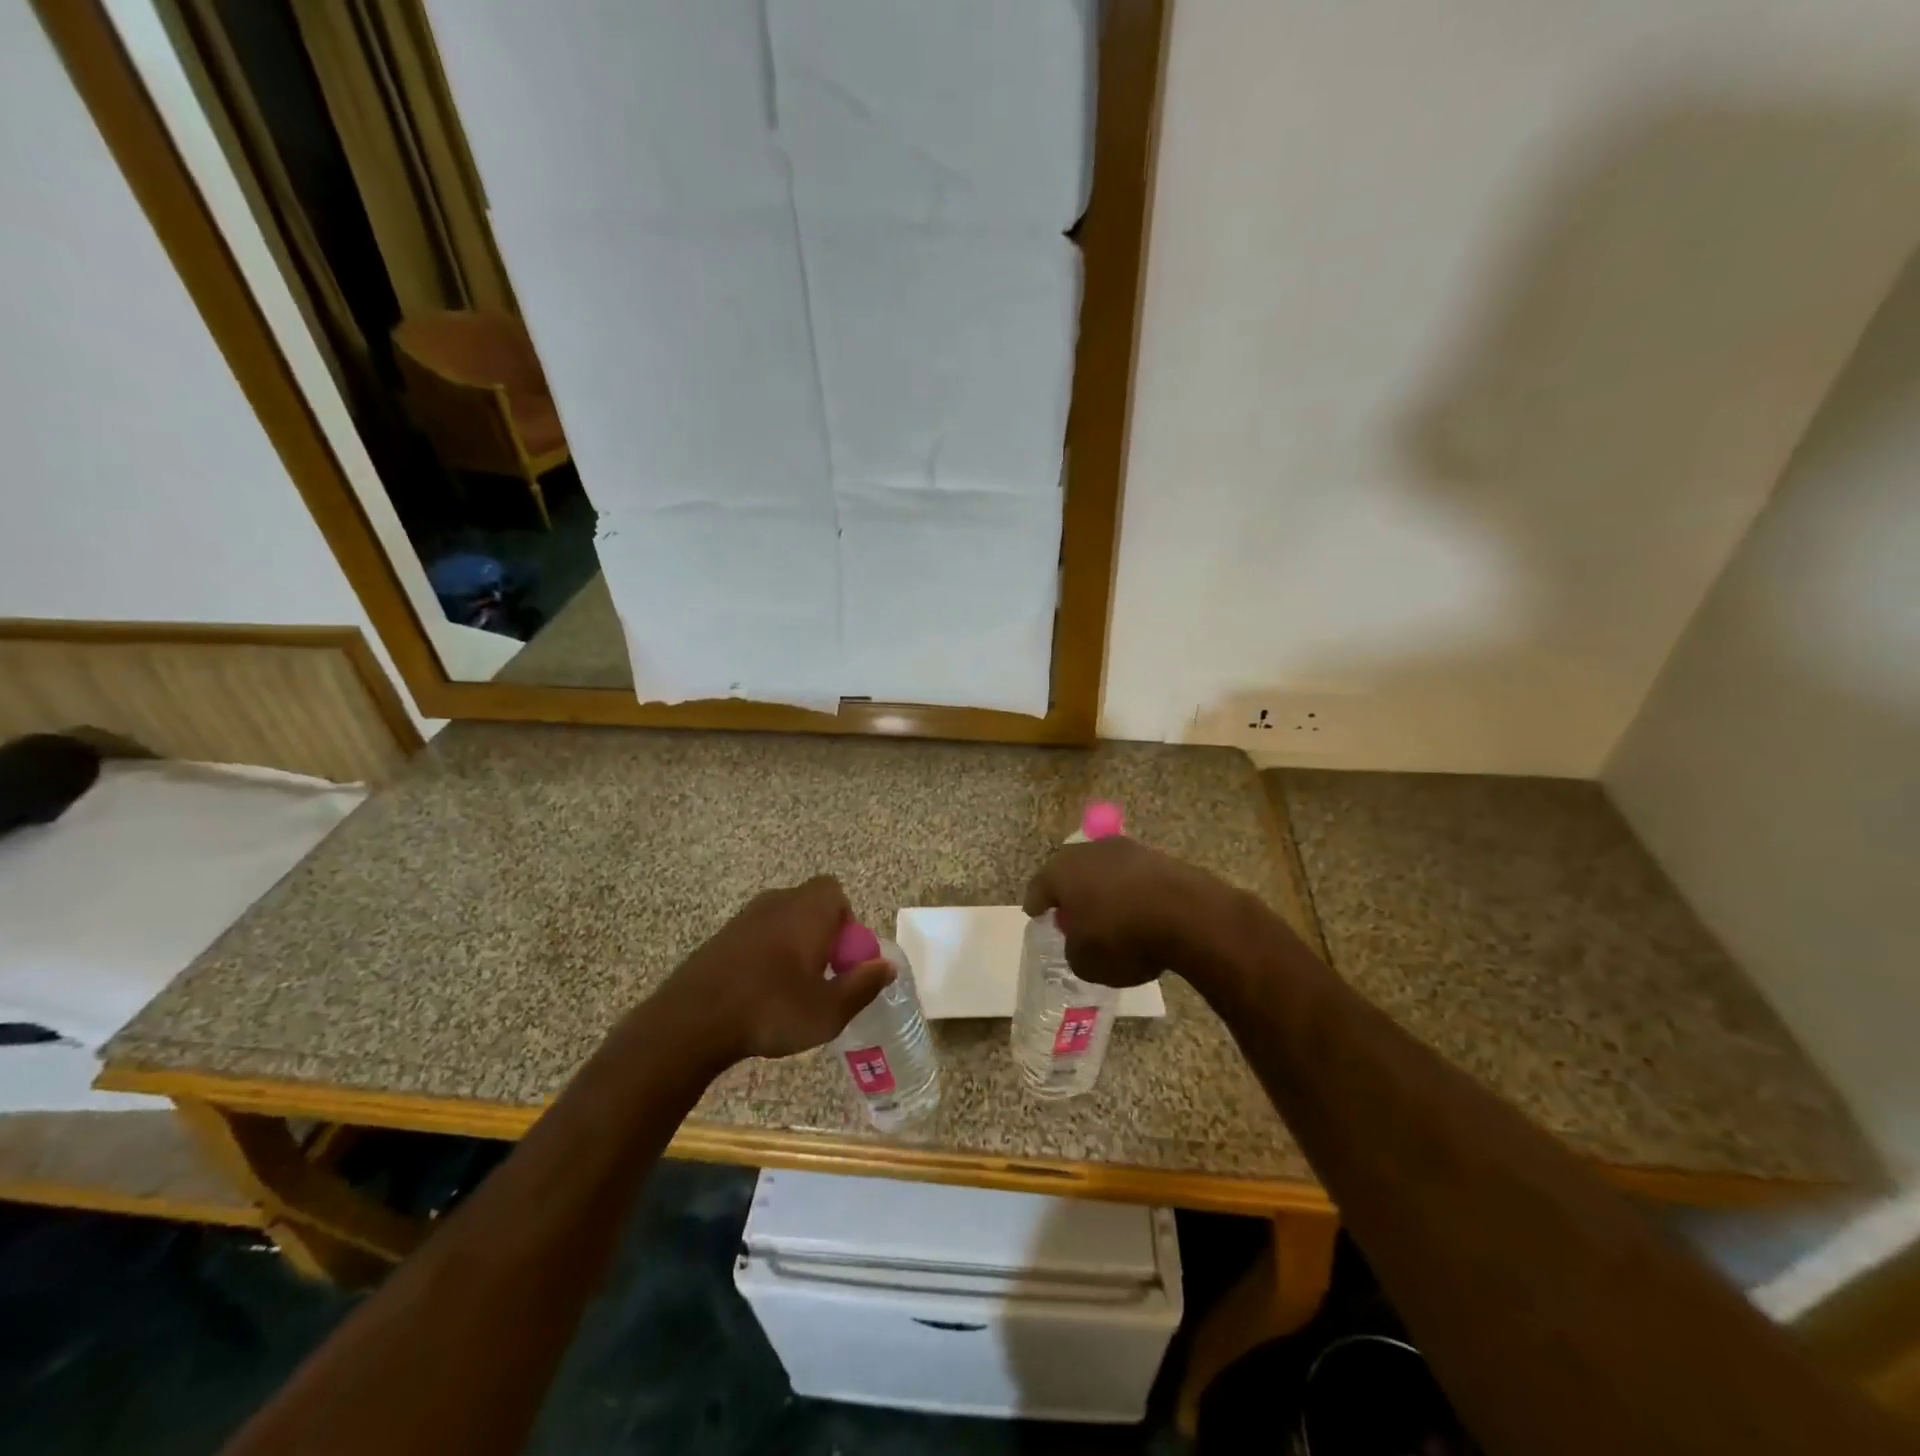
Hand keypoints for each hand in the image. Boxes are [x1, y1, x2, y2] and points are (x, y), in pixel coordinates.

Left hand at [656, 877, 893, 1064]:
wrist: (692, 1021)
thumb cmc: (771, 1010)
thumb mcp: (829, 1010)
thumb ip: (863, 984)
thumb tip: (887, 965)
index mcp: (808, 910)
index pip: (835, 893)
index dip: (845, 923)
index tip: (842, 959)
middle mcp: (777, 902)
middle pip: (809, 906)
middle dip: (821, 936)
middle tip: (821, 977)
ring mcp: (744, 918)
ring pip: (781, 922)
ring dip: (792, 947)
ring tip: (790, 990)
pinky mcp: (720, 938)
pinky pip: (756, 938)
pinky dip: (764, 957)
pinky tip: (758, 994)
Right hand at [1022, 838, 1232, 987]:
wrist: (1187, 914)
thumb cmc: (1122, 937)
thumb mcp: (1085, 962)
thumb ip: (1074, 949)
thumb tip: (1080, 941)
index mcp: (1061, 872)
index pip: (1038, 888)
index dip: (1036, 905)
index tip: (1036, 914)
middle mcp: (1089, 852)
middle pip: (1071, 871)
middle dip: (1070, 891)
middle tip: (1072, 914)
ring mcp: (1126, 849)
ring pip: (1104, 870)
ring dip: (1104, 889)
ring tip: (1110, 915)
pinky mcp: (1158, 857)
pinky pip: (1134, 876)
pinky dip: (1132, 891)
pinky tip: (1139, 912)